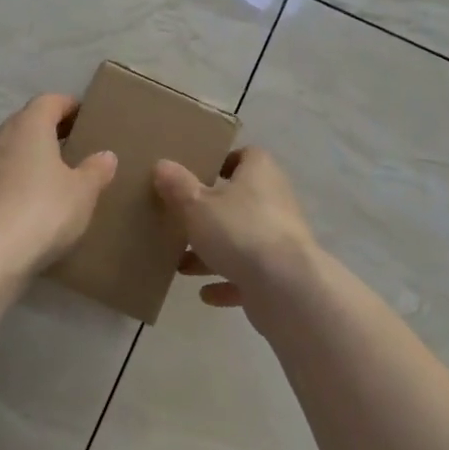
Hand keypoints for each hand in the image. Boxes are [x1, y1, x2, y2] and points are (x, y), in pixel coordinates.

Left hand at [0, 94, 117, 271]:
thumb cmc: (42, 211)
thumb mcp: (82, 192)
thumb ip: (95, 170)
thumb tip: (105, 156)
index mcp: (28, 125)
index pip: (50, 101)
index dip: (69, 106)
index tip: (85, 118)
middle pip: (26, 123)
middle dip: (48, 132)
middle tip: (73, 149)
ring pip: (8, 150)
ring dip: (27, 158)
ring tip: (51, 180)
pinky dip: (11, 183)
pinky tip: (26, 206)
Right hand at [154, 147, 319, 320]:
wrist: (286, 287)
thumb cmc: (239, 231)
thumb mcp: (197, 204)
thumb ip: (178, 185)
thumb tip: (162, 164)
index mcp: (259, 173)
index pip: (245, 156)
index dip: (223, 163)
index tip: (197, 175)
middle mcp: (275, 200)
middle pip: (240, 200)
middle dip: (211, 213)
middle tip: (181, 221)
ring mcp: (280, 238)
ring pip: (242, 239)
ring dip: (214, 252)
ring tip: (182, 264)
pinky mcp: (281, 273)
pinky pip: (250, 274)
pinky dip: (228, 282)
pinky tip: (205, 293)